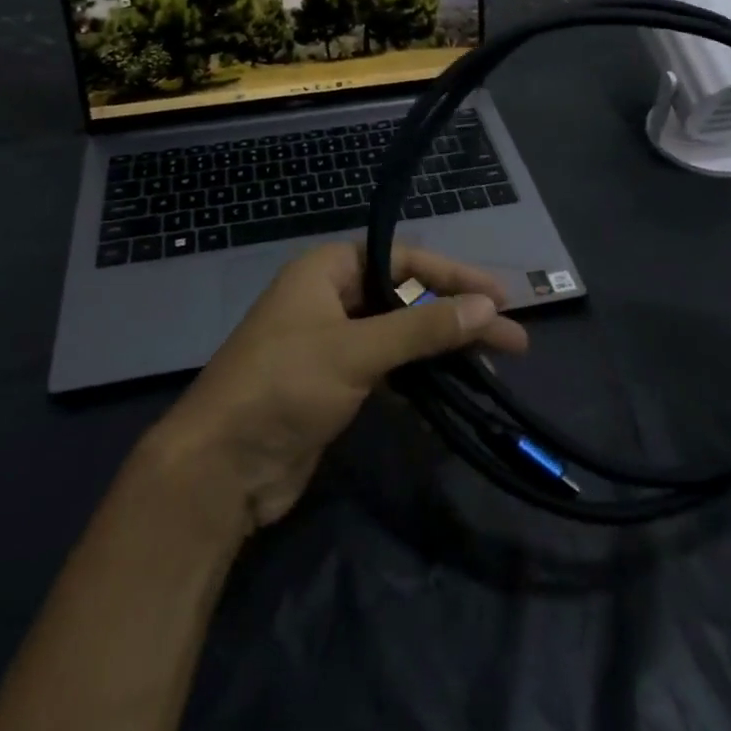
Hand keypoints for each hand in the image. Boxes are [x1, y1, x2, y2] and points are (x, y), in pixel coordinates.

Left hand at [141, 242, 528, 533]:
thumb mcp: (357, 351)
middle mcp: (331, 298)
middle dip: (456, 316)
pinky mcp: (335, 385)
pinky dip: (419, 377)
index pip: (404, 260)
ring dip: (443, 349)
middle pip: (407, 297)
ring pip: (401, 335)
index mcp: (327, 270)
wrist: (219, 470)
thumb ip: (423, 329)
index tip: (500, 297)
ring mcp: (333, 343)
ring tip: (493, 366)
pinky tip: (453, 390)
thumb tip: (488, 306)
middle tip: (511, 339)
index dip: (454, 276)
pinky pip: (388, 369)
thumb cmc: (284, 387)